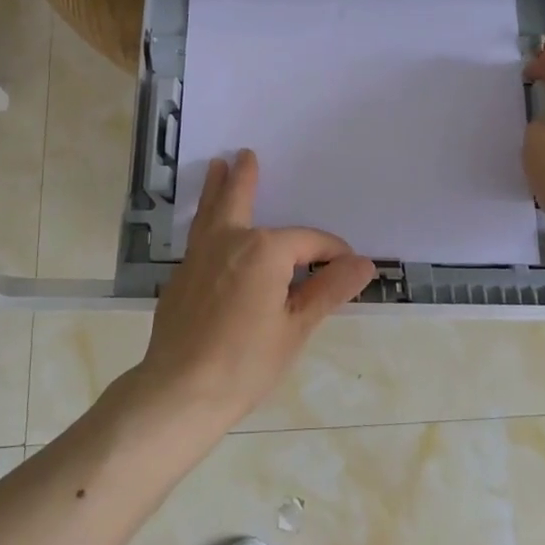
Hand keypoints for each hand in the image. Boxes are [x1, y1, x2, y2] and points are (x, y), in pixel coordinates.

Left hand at [136, 149, 376, 429]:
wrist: (180, 390)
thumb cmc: (246, 362)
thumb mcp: (296, 327)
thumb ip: (328, 290)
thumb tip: (364, 263)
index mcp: (264, 250)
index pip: (308, 241)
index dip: (331, 252)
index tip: (347, 268)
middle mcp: (229, 240)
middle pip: (239, 199)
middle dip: (245, 178)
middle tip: (245, 155)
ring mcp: (198, 255)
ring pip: (210, 211)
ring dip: (216, 188)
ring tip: (216, 166)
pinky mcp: (181, 275)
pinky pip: (198, 234)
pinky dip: (205, 219)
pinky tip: (207, 226)